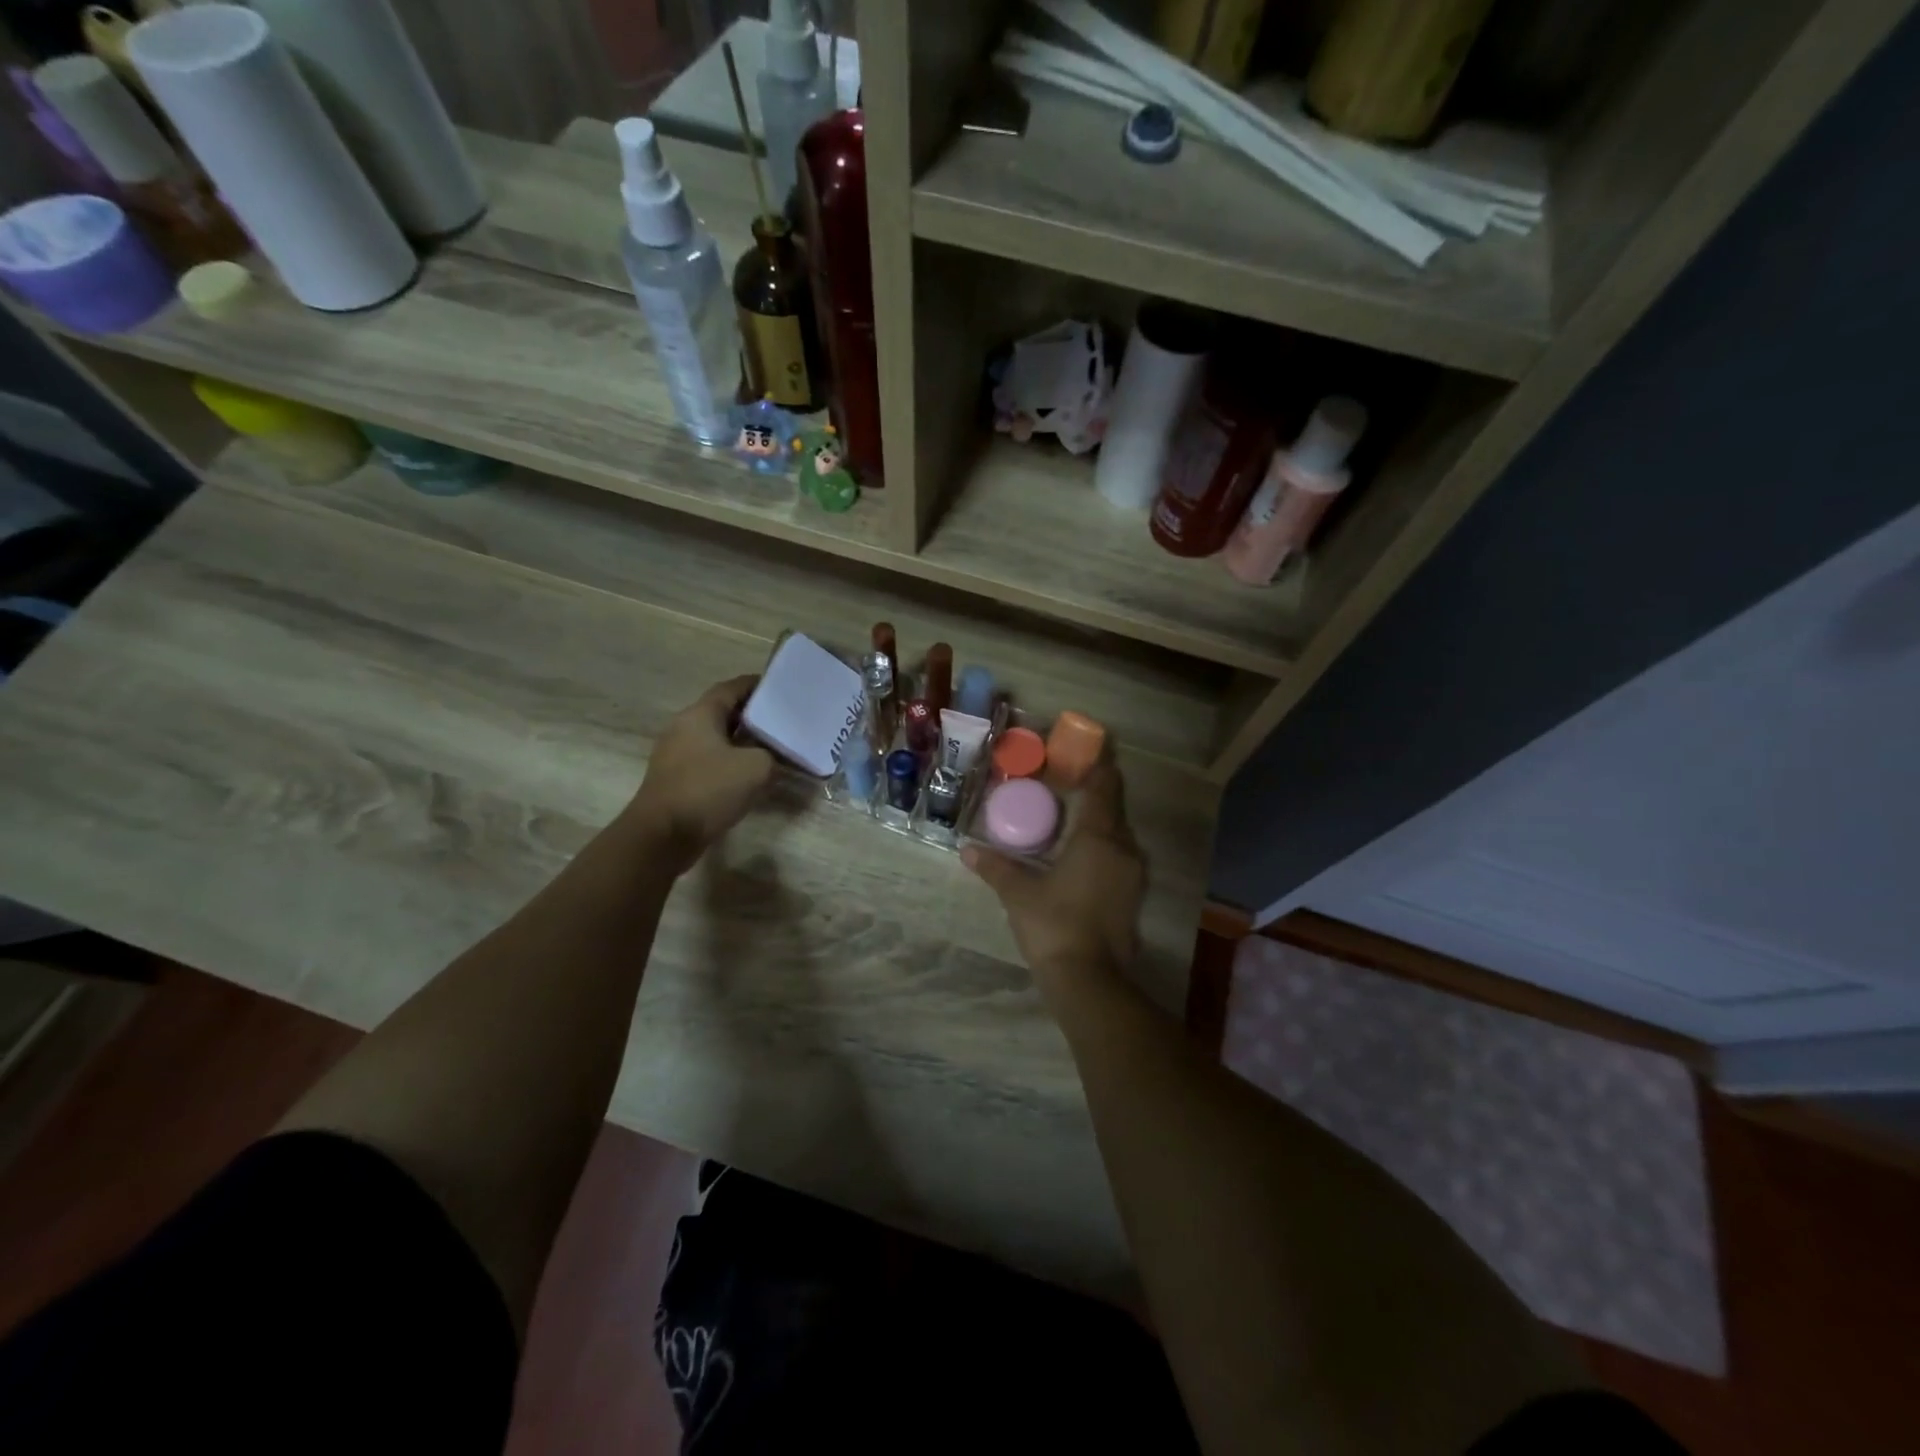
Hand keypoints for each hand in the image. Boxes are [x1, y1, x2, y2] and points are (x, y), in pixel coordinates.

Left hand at [626, 675, 773, 873]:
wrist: (663, 835)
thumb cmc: (709, 789)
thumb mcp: (757, 768)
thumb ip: (773, 755)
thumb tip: (774, 756)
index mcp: (700, 714)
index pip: (731, 688)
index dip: (757, 685)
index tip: (782, 688)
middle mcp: (684, 727)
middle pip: (723, 712)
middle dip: (753, 715)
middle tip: (782, 721)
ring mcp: (676, 754)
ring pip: (716, 738)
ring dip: (742, 742)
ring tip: (772, 749)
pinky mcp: (676, 779)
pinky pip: (709, 761)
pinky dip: (730, 762)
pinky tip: (750, 776)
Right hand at [962, 761, 1144, 999]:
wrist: (1089, 980)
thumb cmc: (1053, 925)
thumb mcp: (1018, 893)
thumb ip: (996, 867)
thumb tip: (968, 850)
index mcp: (1098, 838)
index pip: (1103, 788)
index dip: (1098, 767)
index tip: (1087, 751)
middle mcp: (1123, 849)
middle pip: (1113, 810)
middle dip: (1094, 794)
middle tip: (1067, 784)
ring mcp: (1132, 875)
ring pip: (1117, 836)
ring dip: (1099, 824)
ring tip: (1069, 819)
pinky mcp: (1132, 897)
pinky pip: (1119, 857)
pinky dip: (1102, 848)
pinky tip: (1079, 856)